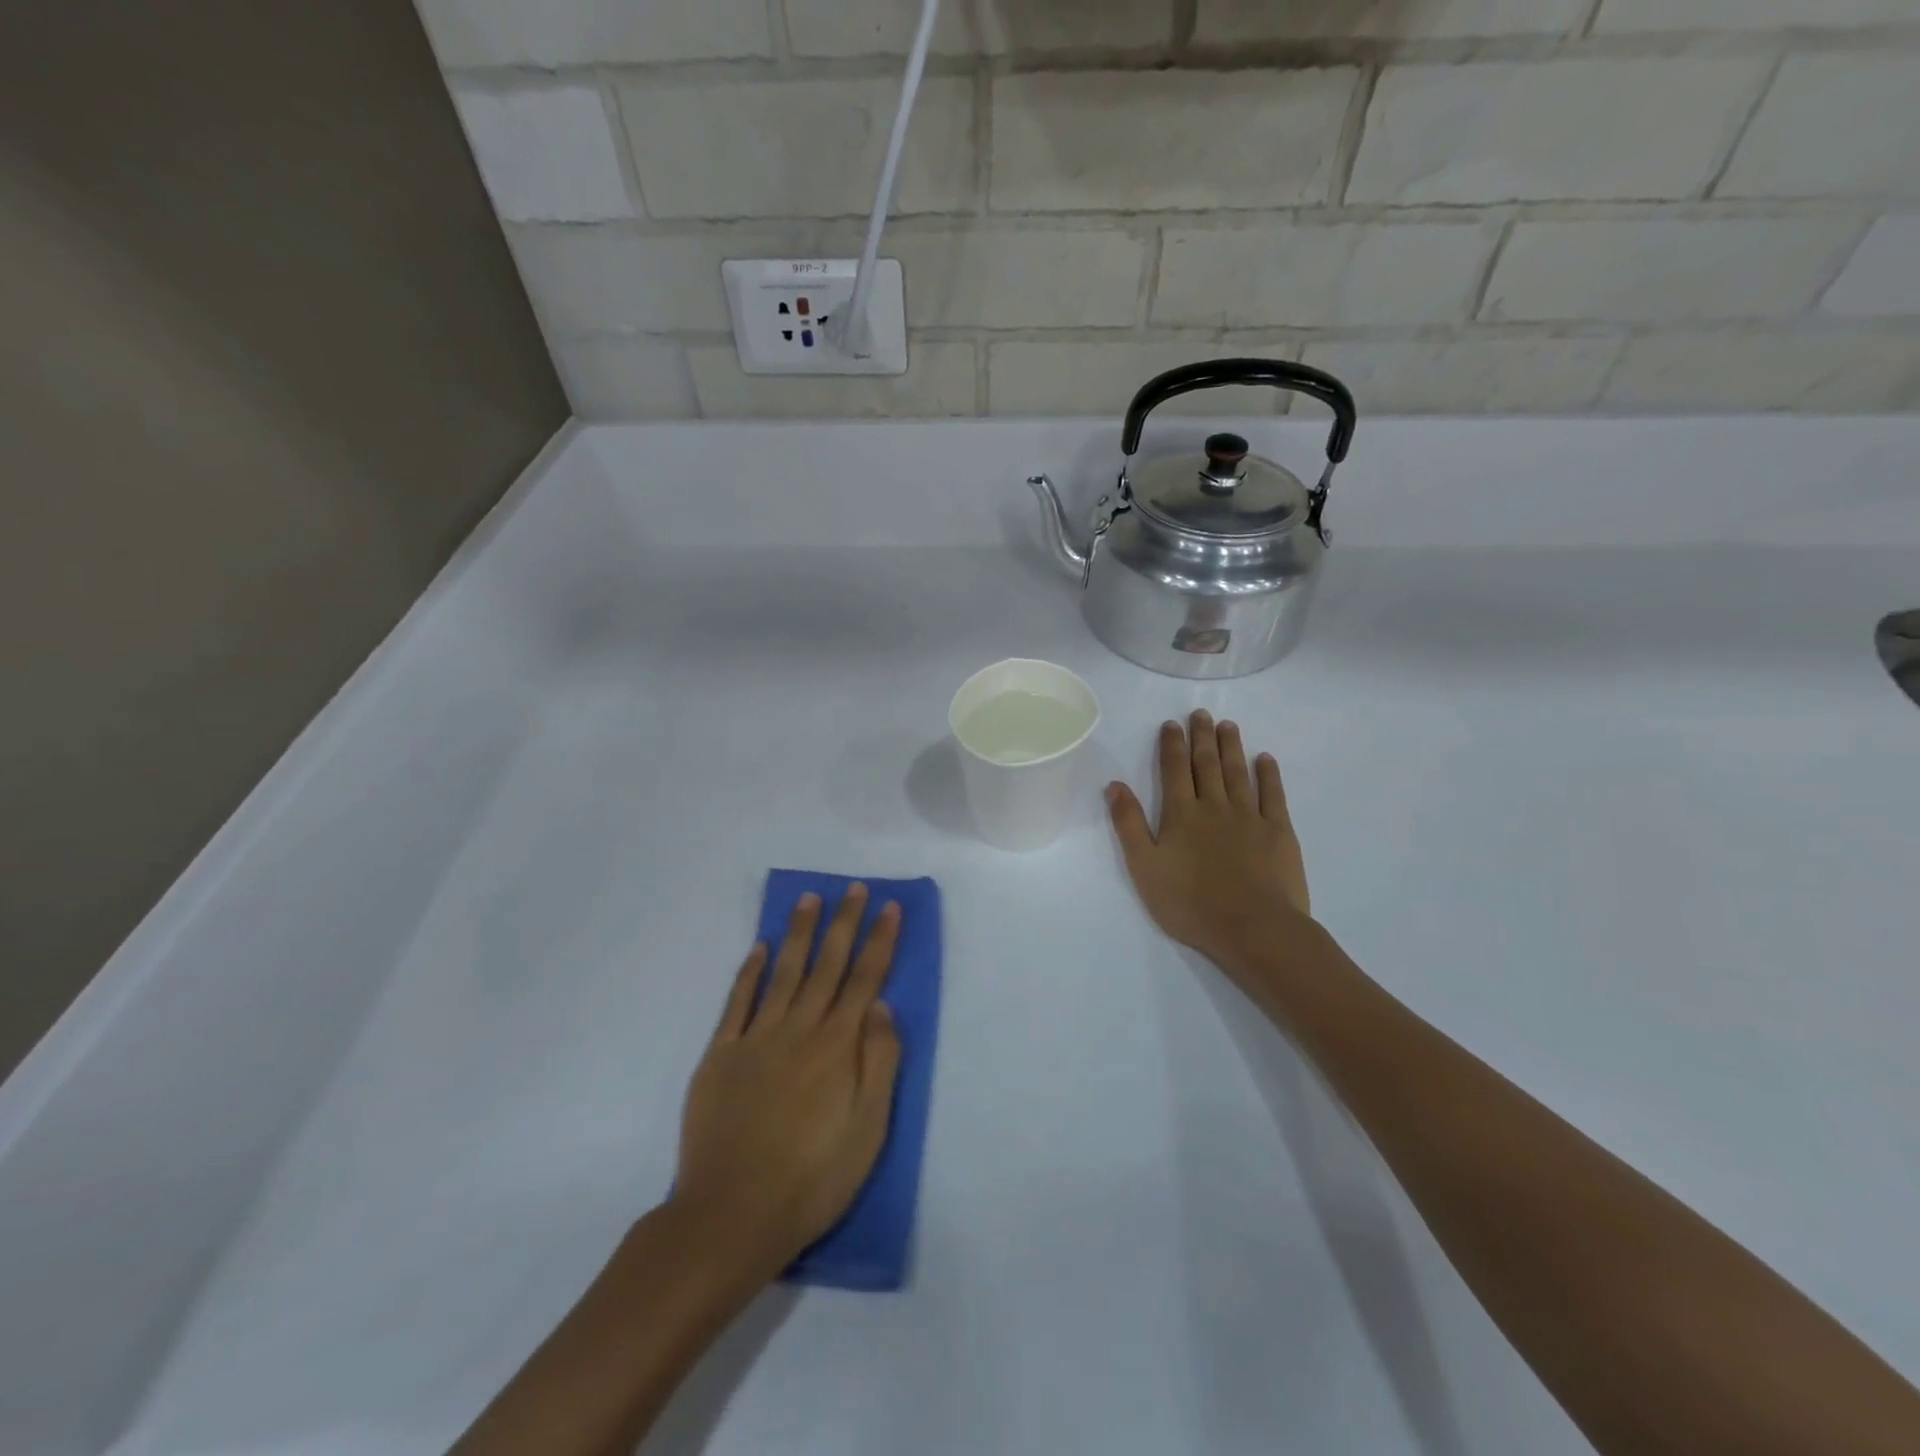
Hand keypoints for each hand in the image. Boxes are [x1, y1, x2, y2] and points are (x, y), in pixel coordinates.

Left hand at [674, 886, 902, 1280]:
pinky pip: (738, 1002)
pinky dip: (750, 972)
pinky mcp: (721, 1055)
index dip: (879, 941)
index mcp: (837, 1046)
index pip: (865, 980)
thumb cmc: (813, 1177)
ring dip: (799, 933)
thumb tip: (881, 1006)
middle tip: (853, 888)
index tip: (889, 907)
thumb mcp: (868, 1128)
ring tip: (809, 898)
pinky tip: (760, 948)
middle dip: (844, 923)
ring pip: (784, 972)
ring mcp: (756, 1038)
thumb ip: (879, 1062)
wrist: (732, 1215)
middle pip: (827, 965)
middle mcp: (799, 1029)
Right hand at [1106, 711, 1312, 971]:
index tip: (1172, 723)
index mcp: (1181, 815)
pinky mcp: (1279, 832)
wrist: (1252, 927)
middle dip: (1202, 737)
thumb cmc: (1190, 903)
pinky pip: (1273, 795)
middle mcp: (1214, 806)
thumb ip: (1129, 824)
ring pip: (1238, 773)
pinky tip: (1265, 759)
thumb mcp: (1144, 867)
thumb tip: (1115, 785)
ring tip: (1228, 725)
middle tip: (1201, 713)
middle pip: (1207, 765)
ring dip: (1231, 747)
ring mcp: (1250, 817)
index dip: (1172, 745)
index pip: (1174, 770)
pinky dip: (1268, 774)